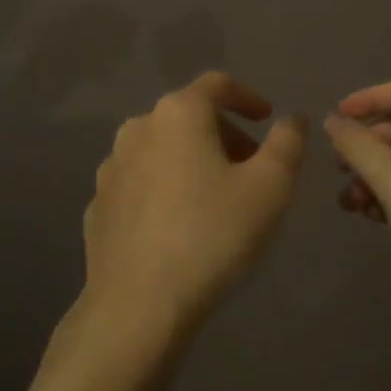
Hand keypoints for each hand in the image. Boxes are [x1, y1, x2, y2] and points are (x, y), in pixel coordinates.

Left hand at [80, 72, 307, 345]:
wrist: (137, 306)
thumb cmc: (212, 234)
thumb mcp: (270, 187)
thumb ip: (288, 143)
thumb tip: (292, 119)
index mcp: (178, 114)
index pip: (217, 85)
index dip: (248, 97)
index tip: (268, 119)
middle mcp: (138, 128)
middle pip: (189, 116)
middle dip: (224, 134)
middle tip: (251, 167)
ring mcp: (111, 167)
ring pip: (162, 149)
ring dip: (192, 160)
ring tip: (217, 197)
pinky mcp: (98, 205)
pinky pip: (141, 183)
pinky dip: (165, 189)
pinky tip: (179, 225)